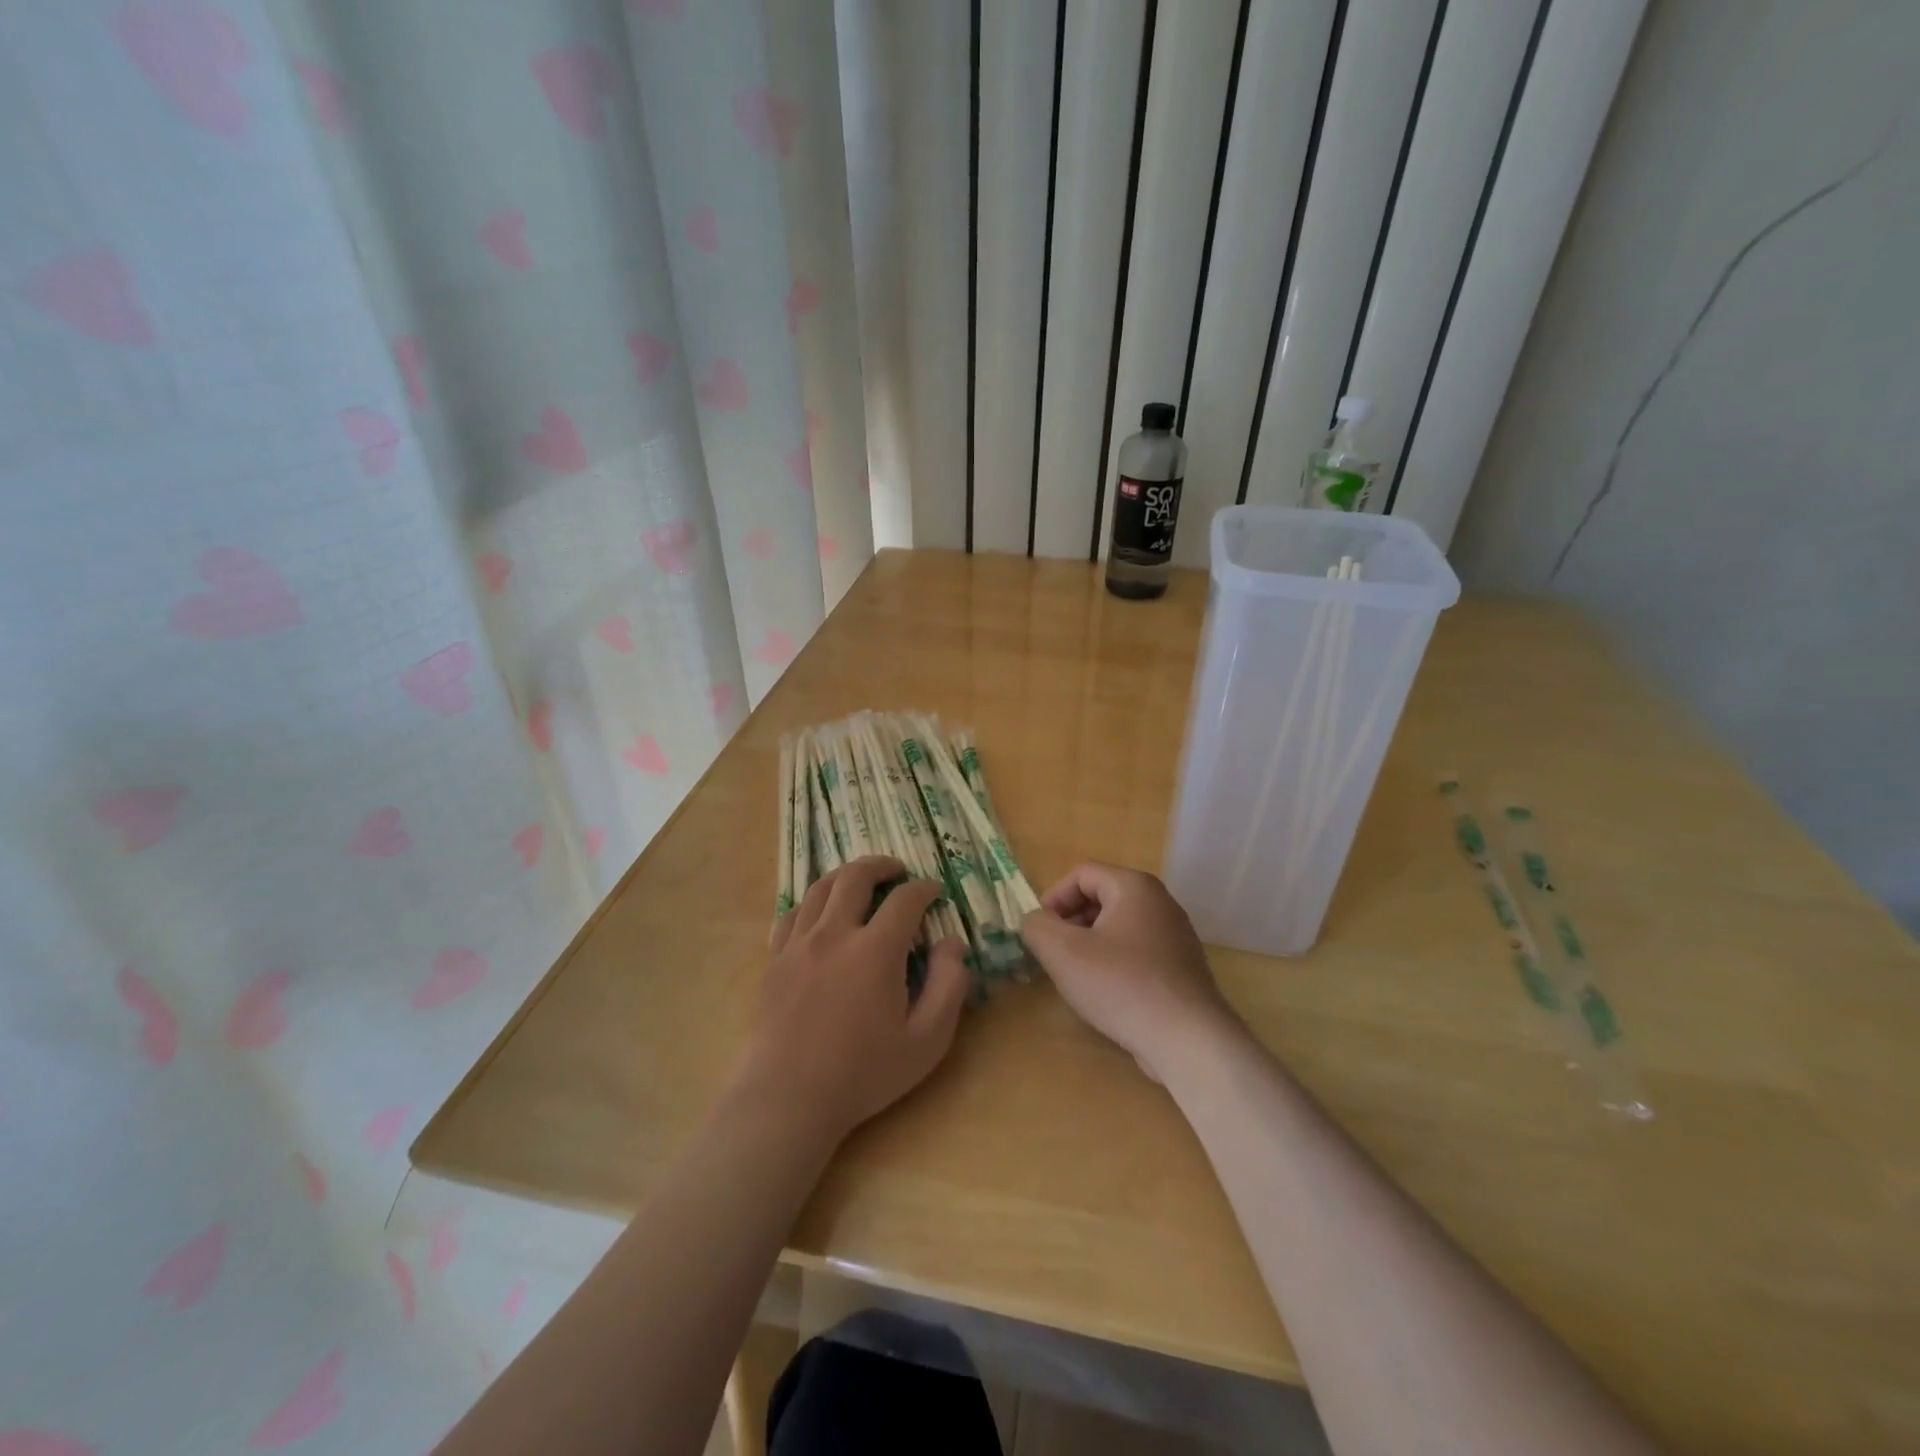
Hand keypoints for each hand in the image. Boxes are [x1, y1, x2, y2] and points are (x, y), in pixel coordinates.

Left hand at [734, 856, 969, 1147]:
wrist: (787, 1099)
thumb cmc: (862, 1074)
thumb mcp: (926, 1041)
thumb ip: (949, 987)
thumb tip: (953, 944)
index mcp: (875, 950)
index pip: (905, 900)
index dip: (924, 889)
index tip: (934, 892)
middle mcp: (835, 934)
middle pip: (856, 877)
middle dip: (882, 866)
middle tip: (898, 871)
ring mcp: (799, 944)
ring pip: (821, 887)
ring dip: (846, 876)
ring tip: (860, 881)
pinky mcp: (775, 959)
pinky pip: (792, 913)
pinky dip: (812, 901)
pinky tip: (820, 912)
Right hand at [1022, 862, 1239, 1083]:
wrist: (1188, 1040)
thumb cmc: (1121, 985)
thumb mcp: (1063, 952)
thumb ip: (1037, 927)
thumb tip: (1034, 921)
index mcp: (1134, 887)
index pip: (1082, 874)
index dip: (1053, 898)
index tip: (1040, 932)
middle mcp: (1160, 902)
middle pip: (1101, 897)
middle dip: (1070, 922)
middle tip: (1054, 954)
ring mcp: (1175, 935)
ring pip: (1118, 926)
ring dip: (1090, 944)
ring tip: (1076, 976)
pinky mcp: (1182, 967)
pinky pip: (1137, 951)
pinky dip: (1114, 963)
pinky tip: (1107, 994)